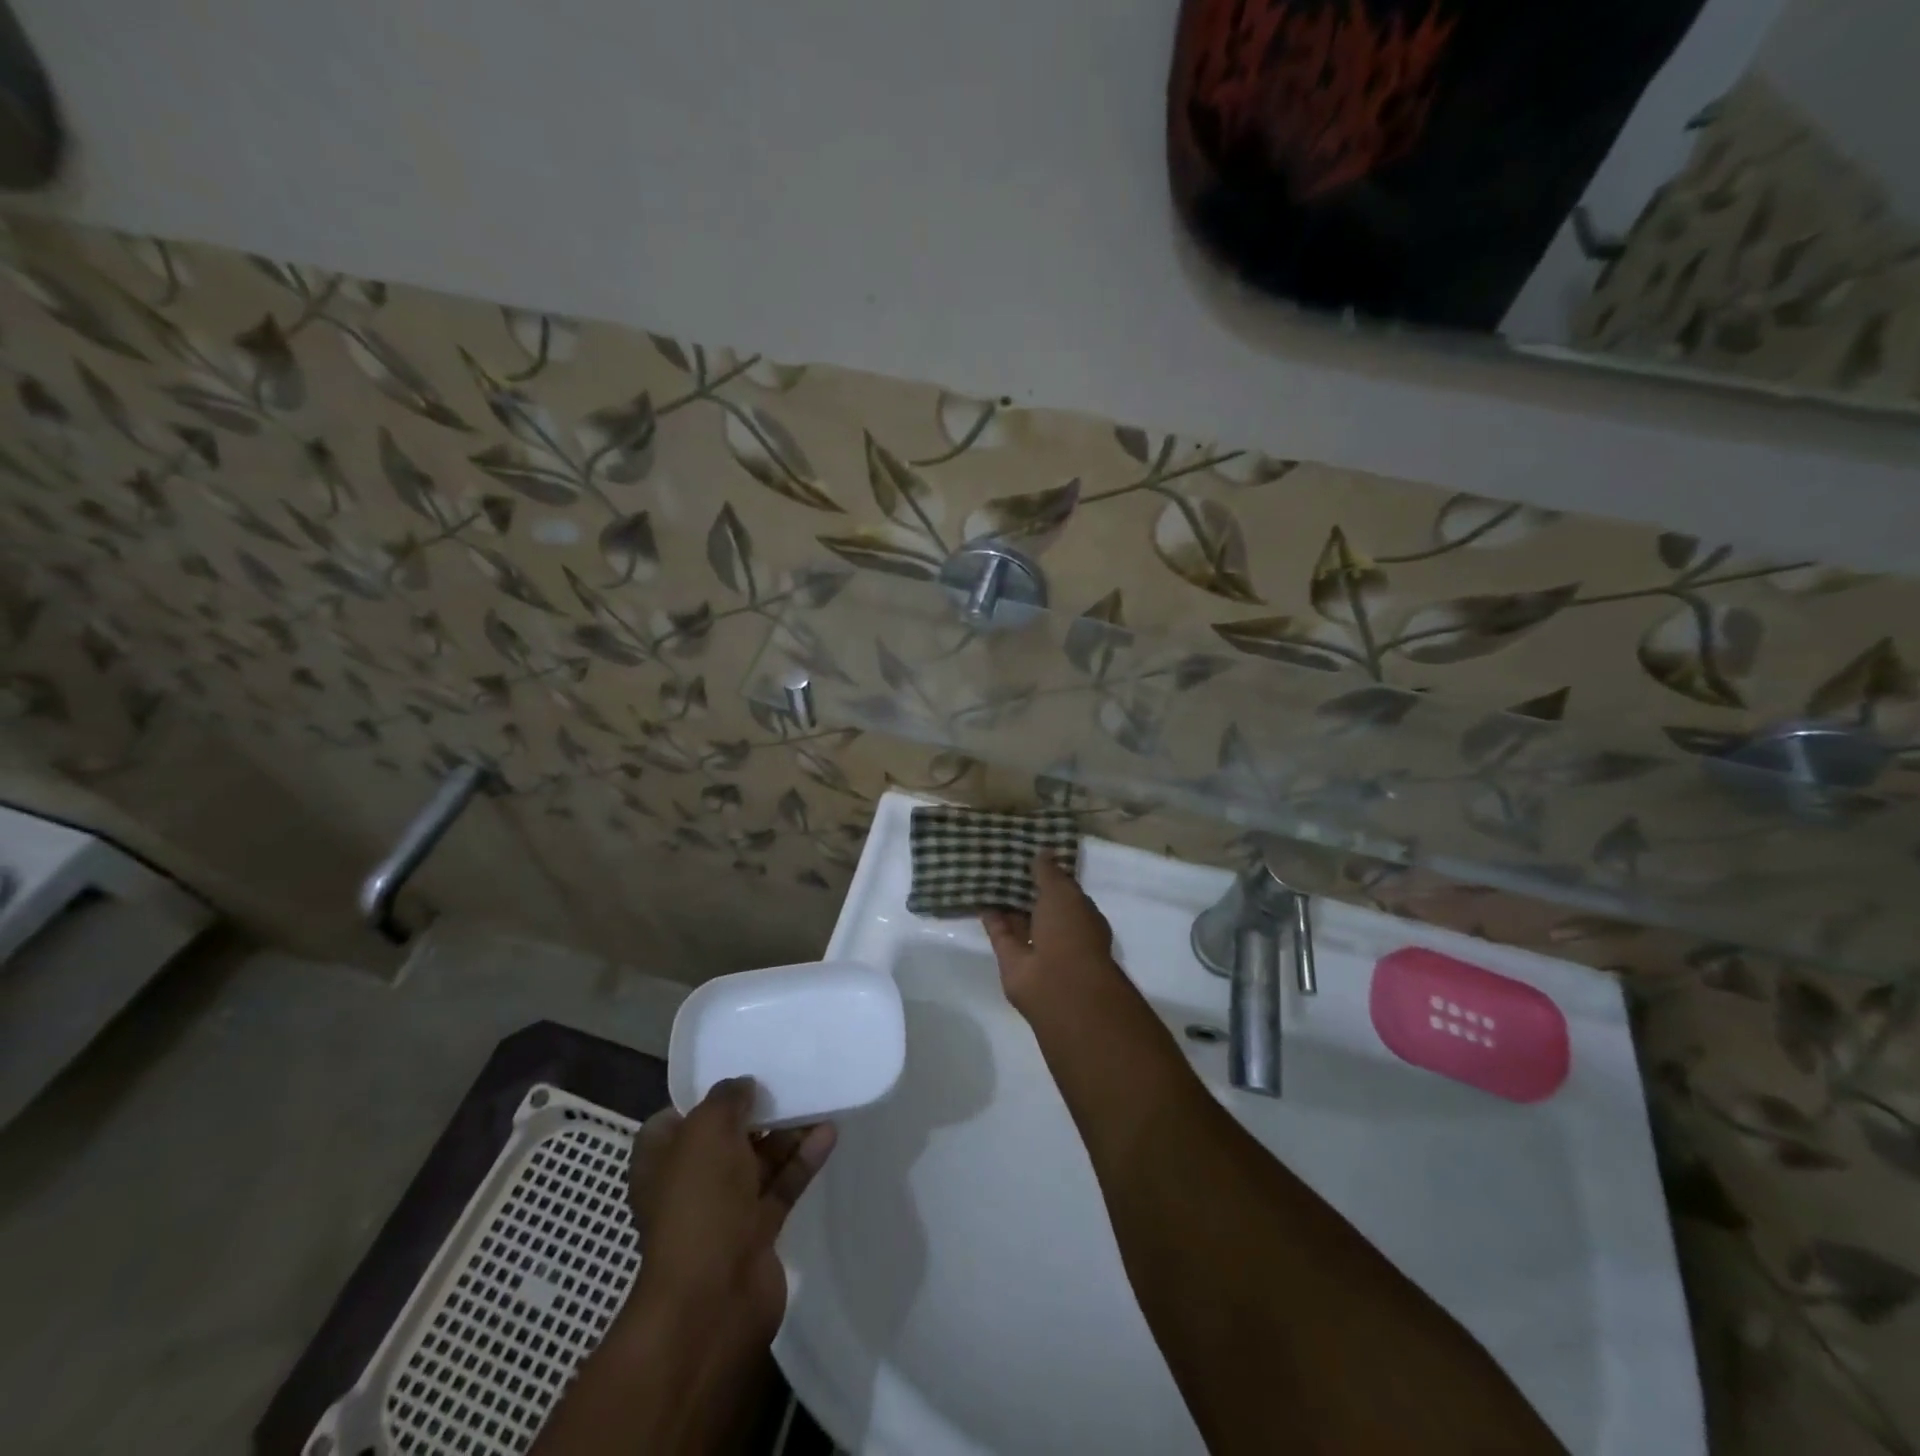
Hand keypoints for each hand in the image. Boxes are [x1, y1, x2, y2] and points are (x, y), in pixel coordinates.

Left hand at [628, 1077, 835, 1345]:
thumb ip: (727, 1099)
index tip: (740, 1072)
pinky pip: (782, 1185)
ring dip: (786, 1132)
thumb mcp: (706, 1131)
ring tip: (817, 1097)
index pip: (677, 1117)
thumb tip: (743, 1086)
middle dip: (754, 1110)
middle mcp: (689, 1183)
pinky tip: (828, 1132)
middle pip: (725, 1136)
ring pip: (758, 1160)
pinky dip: (802, 1159)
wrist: (713, 1300)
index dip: (705, 1095)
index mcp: (660, 1161)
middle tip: (788, 1077)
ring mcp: (723, 1210)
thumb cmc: (698, 1203)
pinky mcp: (757, 1231)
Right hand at [982, 853, 1121, 1017]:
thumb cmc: (1070, 931)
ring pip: (1018, 919)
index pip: (1064, 890)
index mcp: (1080, 915)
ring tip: (986, 873)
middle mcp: (1060, 931)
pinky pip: (1000, 931)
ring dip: (1005, 901)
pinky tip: (977, 895)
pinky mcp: (1011, 958)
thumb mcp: (1063, 892)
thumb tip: (1043, 851)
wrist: (1057, 983)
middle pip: (1039, 905)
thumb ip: (1049, 872)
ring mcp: (1035, 946)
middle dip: (1024, 887)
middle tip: (1003, 859)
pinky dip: (990, 916)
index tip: (1030, 854)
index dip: (1049, 873)